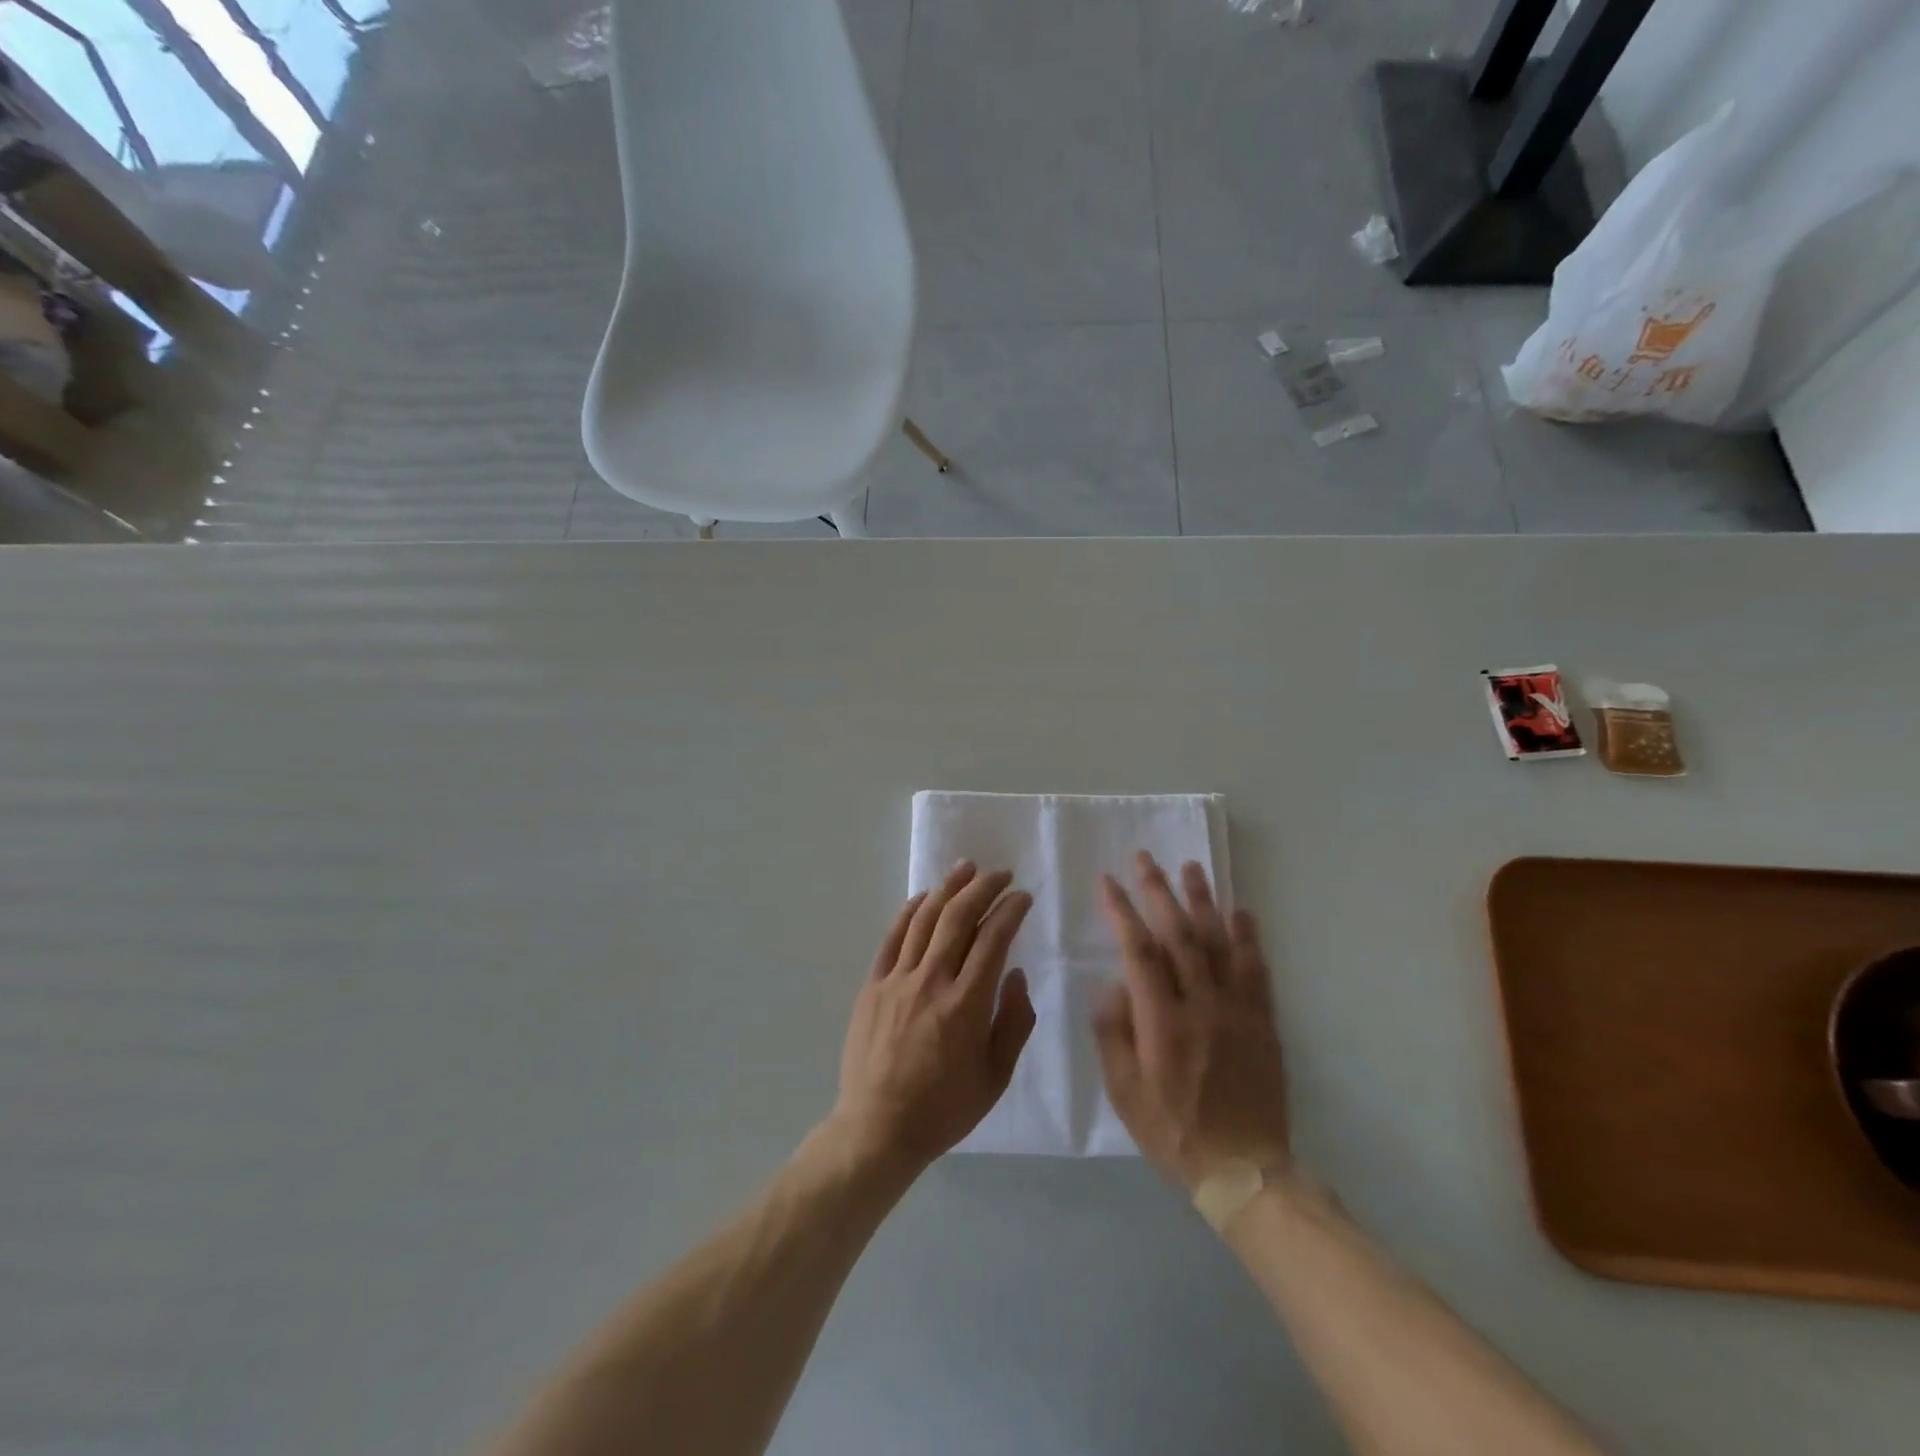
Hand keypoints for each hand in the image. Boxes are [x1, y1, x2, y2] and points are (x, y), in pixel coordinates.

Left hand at [831, 862, 1035, 1173]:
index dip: (1011, 911)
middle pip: (959, 917)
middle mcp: (932, 981)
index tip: (1023, 897)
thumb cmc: (944, 1108)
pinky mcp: (873, 985)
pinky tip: (924, 898)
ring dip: (948, 888)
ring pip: (925, 919)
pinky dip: (910, 912)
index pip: (993, 939)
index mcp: (967, 1004)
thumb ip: (1014, 1022)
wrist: (878, 1129)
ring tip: (966, 868)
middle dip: (984, 888)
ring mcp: (898, 980)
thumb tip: (1016, 975)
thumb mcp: (996, 1077)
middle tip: (1001, 874)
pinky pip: (893, 937)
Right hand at [1093, 853, 1289, 1193]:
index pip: (1139, 951)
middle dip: (1159, 891)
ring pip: (1219, 942)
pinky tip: (1241, 911)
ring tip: (1191, 868)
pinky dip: (1248, 936)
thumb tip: (1111, 984)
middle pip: (1179, 935)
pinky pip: (1256, 969)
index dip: (1122, 912)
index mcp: (1162, 1023)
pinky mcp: (1263, 1021)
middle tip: (1145, 859)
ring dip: (1203, 901)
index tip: (1108, 882)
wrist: (1244, 1170)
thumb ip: (1113, 1033)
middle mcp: (1201, 1006)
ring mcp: (1237, 1010)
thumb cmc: (1173, 1132)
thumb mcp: (1124, 1092)